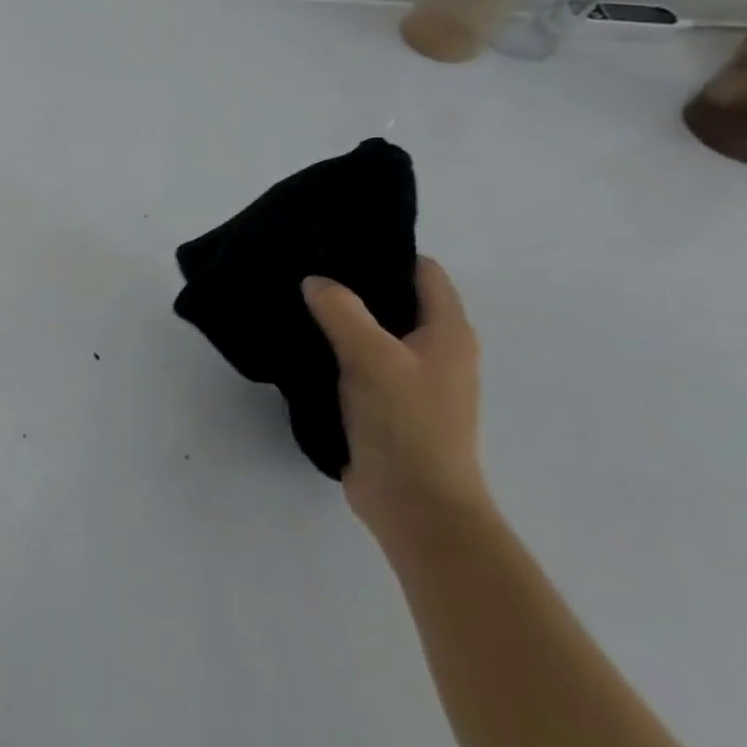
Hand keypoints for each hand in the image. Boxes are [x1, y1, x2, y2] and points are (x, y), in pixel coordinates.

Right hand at [302, 258, 487, 537]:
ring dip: (343, 319)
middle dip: (357, 284)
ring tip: (298, 302)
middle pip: (398, 300)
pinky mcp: (387, 405)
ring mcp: (413, 381)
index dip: (387, 252)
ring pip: (376, 333)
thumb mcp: (371, 357)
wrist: (416, 503)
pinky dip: (337, 350)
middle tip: (307, 268)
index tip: (338, 242)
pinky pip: (361, 363)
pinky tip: (304, 346)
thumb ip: (341, 311)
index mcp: (448, 332)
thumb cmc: (406, 423)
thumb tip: (314, 281)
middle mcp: (436, 351)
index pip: (424, 272)